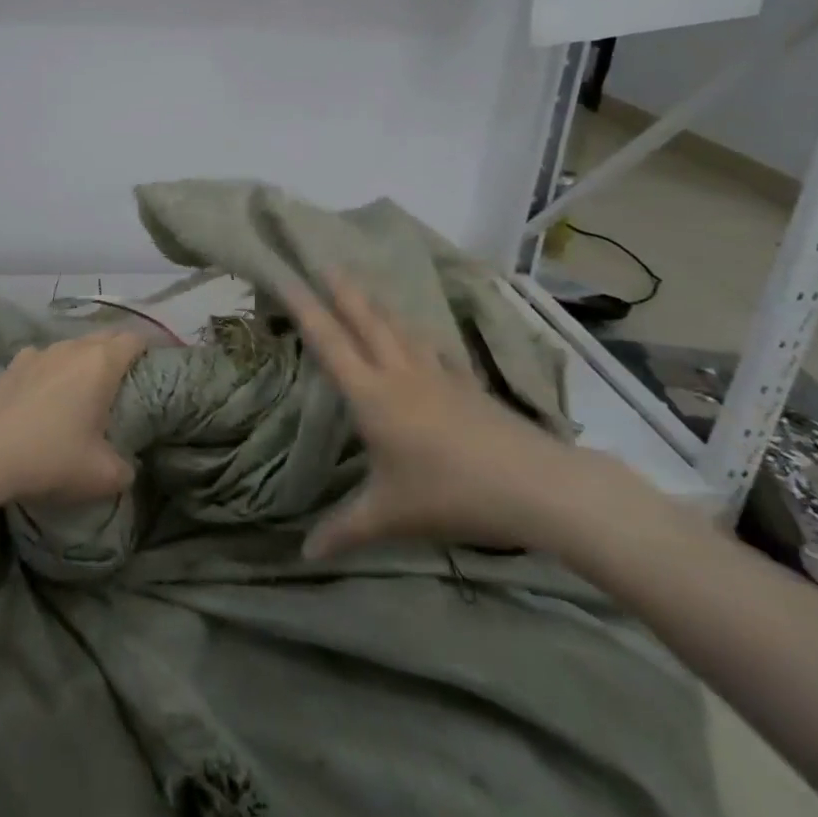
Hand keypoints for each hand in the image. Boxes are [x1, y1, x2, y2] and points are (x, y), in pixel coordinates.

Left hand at [0, 331, 145, 510]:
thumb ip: (125, 468)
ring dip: (83, 362)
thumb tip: (127, 466)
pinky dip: (52, 372)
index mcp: (101, 362)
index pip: (135, 339)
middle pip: (105, 337)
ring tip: (84, 391)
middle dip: (118, 354)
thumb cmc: (49, 457)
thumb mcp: (102, 476)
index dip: (149, 350)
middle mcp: (72, 347)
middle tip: (125, 384)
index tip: (155, 369)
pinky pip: (43, 361)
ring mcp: (38, 353)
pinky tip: (45, 398)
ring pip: (72, 347)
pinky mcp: (11, 366)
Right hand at [286, 276, 613, 557]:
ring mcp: (437, 373)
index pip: (329, 342)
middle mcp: (399, 373)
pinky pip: (433, 346)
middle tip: (325, 260)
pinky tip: (420, 334)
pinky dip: (417, 332)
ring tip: (364, 286)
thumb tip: (304, 556)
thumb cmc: (450, 494)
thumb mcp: (390, 516)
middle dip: (342, 289)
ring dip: (377, 304)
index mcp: (372, 395)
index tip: (285, 275)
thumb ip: (344, 530)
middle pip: (366, 320)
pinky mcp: (465, 383)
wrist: (532, 484)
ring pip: (400, 327)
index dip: (303, 308)